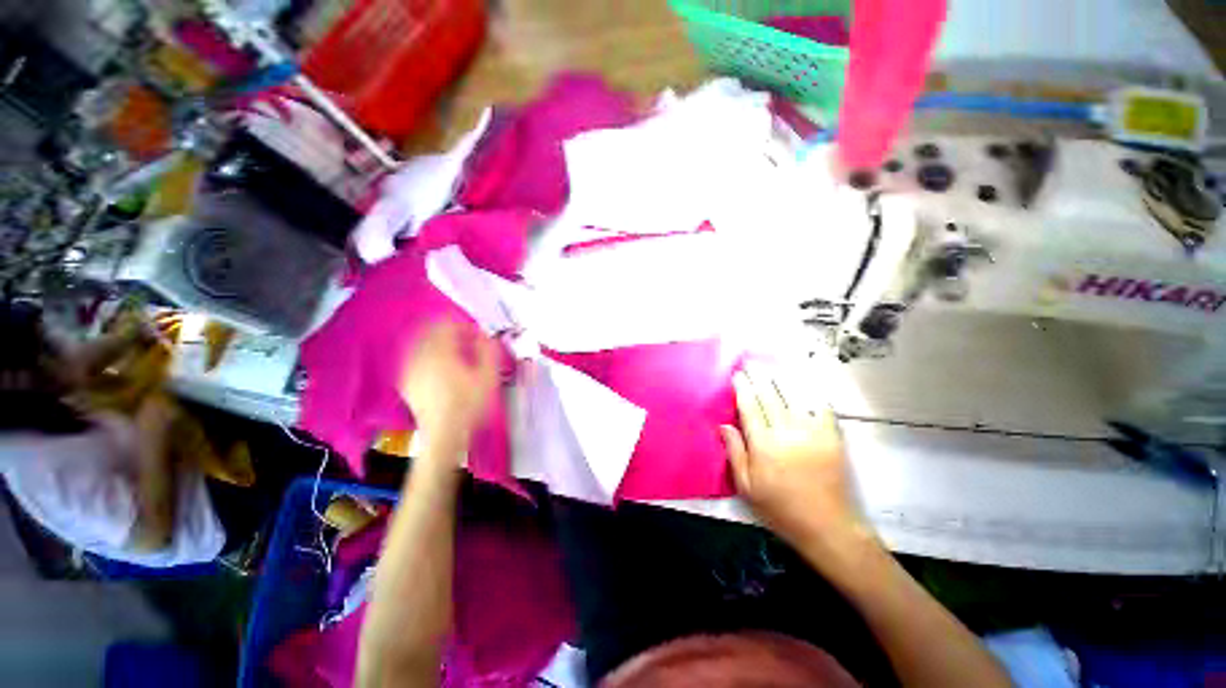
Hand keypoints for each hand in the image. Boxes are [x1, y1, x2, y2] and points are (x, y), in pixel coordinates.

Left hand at [398, 320, 499, 460]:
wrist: (444, 435)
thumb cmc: (469, 405)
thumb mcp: (488, 377)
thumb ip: (488, 351)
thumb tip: (486, 335)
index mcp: (440, 352)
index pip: (447, 324)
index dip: (465, 325)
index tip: (478, 335)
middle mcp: (420, 356)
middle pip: (432, 330)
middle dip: (451, 331)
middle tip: (469, 341)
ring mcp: (410, 368)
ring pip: (422, 342)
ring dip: (440, 341)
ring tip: (457, 352)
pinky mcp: (407, 381)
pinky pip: (415, 356)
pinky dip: (429, 354)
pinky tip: (441, 365)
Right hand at [721, 363, 867, 551]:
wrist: (827, 526)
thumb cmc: (780, 508)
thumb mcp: (747, 487)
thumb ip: (735, 452)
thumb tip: (724, 425)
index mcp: (763, 445)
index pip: (749, 407)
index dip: (742, 388)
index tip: (737, 374)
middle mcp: (786, 432)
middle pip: (770, 396)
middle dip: (759, 377)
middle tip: (751, 363)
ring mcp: (811, 432)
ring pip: (793, 397)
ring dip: (781, 379)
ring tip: (771, 365)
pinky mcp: (831, 437)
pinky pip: (821, 407)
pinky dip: (811, 393)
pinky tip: (804, 383)